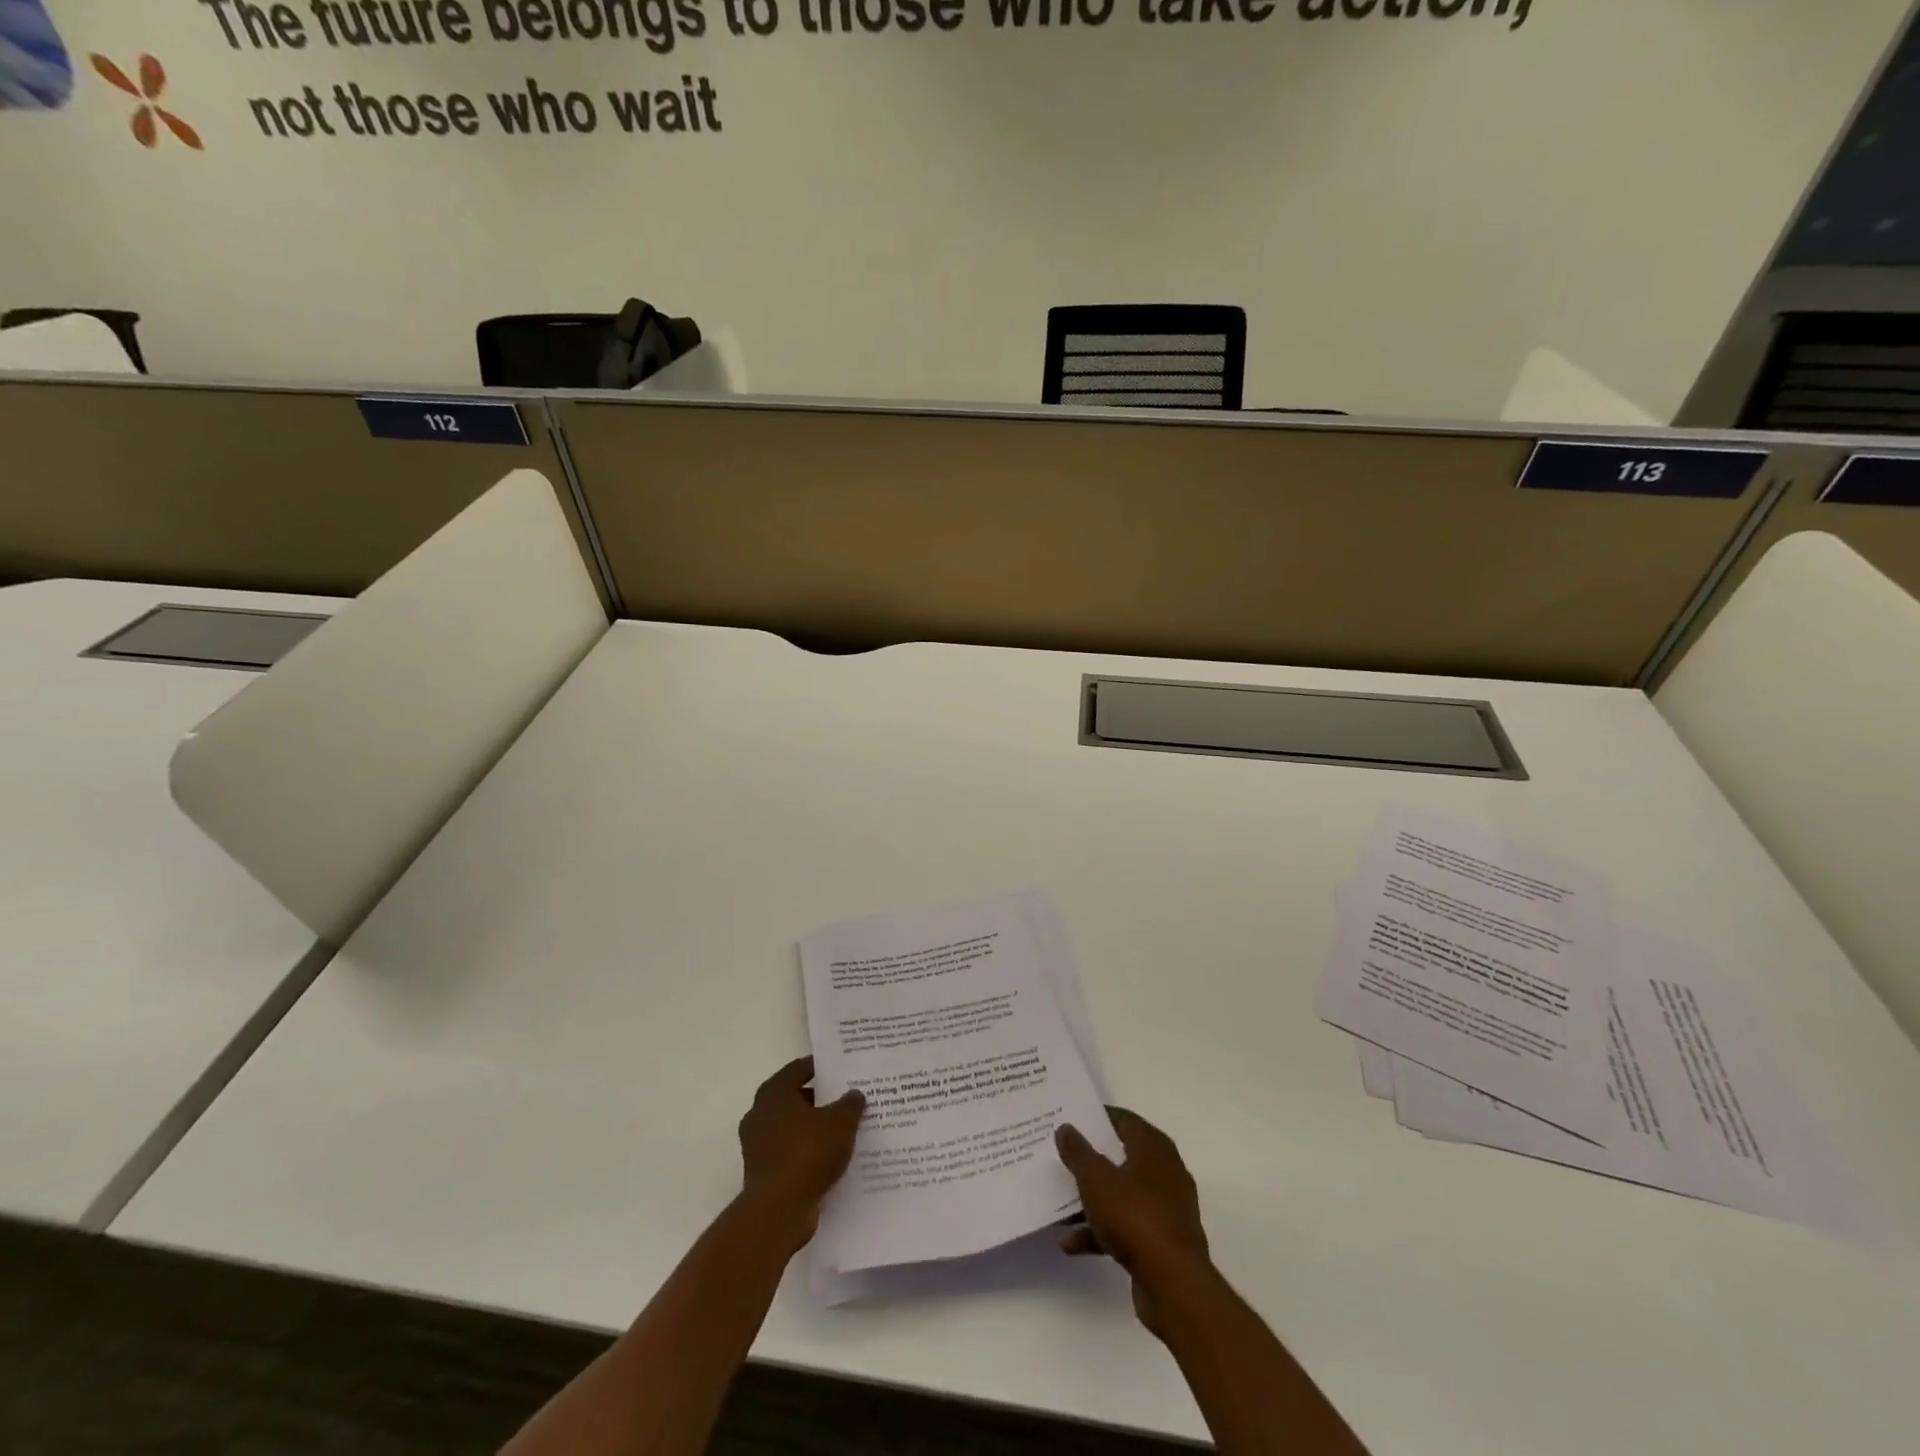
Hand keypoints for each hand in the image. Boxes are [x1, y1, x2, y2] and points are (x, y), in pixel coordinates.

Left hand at [737, 1057, 865, 1251]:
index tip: (840, 1069)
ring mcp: (757, 1145)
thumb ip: (850, 1104)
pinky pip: (789, 1152)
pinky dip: (806, 1152)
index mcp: (774, 1093)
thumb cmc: (807, 1153)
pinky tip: (830, 1158)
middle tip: (845, 1099)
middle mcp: (760, 1114)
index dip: (820, 1067)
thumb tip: (854, 1094)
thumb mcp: (840, 1122)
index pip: (798, 1069)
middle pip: (794, 1098)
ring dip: (813, 1127)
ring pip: (791, 1127)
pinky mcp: (762, 1172)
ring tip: (842, 1130)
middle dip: (819, 1099)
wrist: (778, 1210)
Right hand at [1056, 1108, 1210, 1336]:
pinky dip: (1100, 1232)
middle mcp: (1165, 1173)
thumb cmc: (1134, 1216)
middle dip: (1092, 1160)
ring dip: (1092, 1201)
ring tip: (1060, 1205)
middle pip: (1122, 1158)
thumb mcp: (1096, 1178)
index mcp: (1154, 1148)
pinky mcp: (1162, 1242)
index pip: (1125, 1121)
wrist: (1173, 1284)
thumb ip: (1078, 1152)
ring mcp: (1165, 1210)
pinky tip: (1071, 1243)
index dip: (1099, 1118)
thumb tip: (1066, 1128)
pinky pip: (1125, 1228)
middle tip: (1064, 1156)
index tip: (1073, 1120)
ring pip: (1122, 1195)